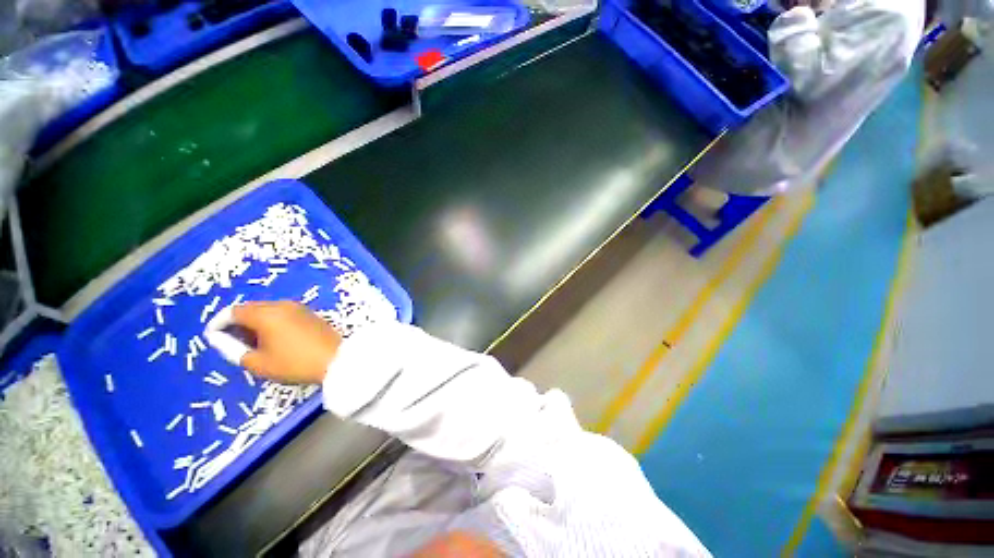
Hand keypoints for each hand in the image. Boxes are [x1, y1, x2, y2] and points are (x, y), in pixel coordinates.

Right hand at [225, 301, 340, 383]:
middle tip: (232, 342)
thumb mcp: (259, 363)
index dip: (219, 323)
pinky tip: (271, 338)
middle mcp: (282, 305)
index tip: (213, 337)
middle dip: (237, 322)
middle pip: (250, 308)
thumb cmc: (294, 363)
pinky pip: (282, 313)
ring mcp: (298, 307)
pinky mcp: (309, 313)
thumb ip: (234, 349)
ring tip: (251, 343)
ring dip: (254, 322)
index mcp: (266, 314)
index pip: (234, 312)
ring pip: (267, 310)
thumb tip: (220, 339)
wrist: (336, 359)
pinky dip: (271, 322)